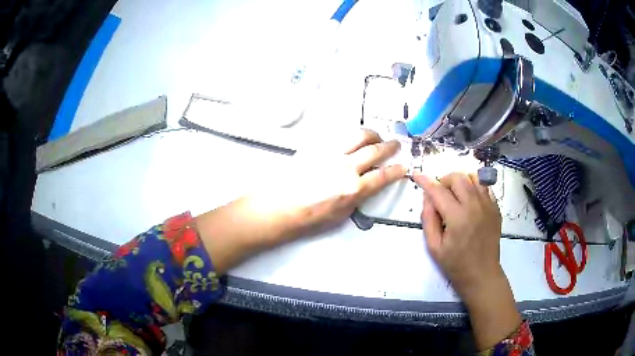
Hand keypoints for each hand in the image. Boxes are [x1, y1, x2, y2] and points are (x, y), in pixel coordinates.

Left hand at [249, 128, 407, 243]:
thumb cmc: (307, 218)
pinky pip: (338, 135)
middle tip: (395, 145)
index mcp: (353, 188)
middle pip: (375, 150)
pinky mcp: (317, 147)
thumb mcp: (340, 215)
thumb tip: (363, 186)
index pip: (383, 176)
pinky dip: (350, 135)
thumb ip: (356, 198)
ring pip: (358, 135)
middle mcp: (345, 166)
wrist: (278, 207)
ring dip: (372, 134)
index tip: (403, 166)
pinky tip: (351, 138)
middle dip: (390, 146)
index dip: (397, 170)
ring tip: (376, 136)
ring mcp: (330, 153)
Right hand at [413, 172, 502, 298]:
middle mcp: (475, 206)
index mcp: (457, 217)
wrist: (482, 274)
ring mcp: (488, 205)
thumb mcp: (434, 247)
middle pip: (458, 177)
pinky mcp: (496, 208)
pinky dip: (474, 187)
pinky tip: (469, 201)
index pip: (438, 191)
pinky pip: (485, 187)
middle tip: (439, 194)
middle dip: (444, 180)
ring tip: (455, 195)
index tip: (417, 175)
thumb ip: (428, 219)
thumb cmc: (456, 264)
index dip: (425, 181)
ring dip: (461, 181)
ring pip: (473, 177)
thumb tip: (427, 197)